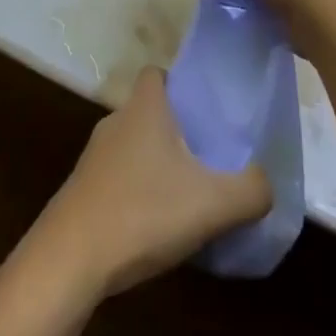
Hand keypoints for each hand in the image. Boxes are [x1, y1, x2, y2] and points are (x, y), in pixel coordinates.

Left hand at [28, 68, 270, 297]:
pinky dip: (137, 192)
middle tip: (208, 157)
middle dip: (176, 130)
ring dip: (156, 165)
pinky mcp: (81, 191)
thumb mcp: (213, 203)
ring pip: (133, 147)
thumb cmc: (142, 213)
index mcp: (143, 108)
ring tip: (187, 196)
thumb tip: (266, 183)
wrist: (69, 261)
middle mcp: (115, 122)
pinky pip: (118, 178)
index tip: (205, 110)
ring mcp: (93, 158)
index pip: (157, 73)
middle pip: (148, 112)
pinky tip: (155, 227)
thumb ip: (251, 190)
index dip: (180, 84)